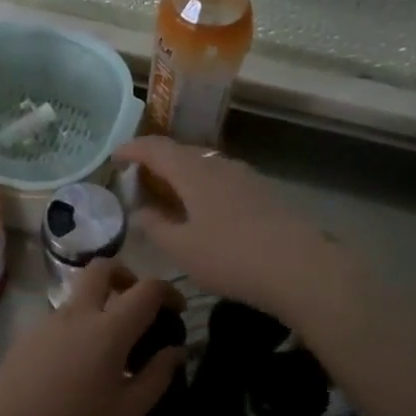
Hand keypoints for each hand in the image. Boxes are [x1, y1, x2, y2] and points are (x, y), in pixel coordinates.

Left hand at [0, 260, 185, 415]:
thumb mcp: (128, 412)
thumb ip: (157, 376)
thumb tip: (176, 350)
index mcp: (108, 330)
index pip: (146, 290)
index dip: (167, 291)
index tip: (176, 309)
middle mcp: (75, 315)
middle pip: (101, 269)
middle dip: (125, 275)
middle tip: (136, 303)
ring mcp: (45, 324)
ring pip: (76, 295)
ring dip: (97, 304)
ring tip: (106, 347)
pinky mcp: (24, 340)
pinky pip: (56, 321)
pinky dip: (74, 328)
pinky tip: (74, 366)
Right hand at [114, 136, 349, 321]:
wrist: (300, 267)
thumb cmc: (231, 257)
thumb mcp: (182, 249)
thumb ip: (155, 227)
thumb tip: (140, 212)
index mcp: (193, 172)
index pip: (156, 148)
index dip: (132, 149)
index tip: (114, 157)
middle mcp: (219, 165)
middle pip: (181, 153)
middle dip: (156, 162)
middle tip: (138, 179)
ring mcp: (245, 177)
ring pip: (204, 166)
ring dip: (182, 174)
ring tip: (168, 195)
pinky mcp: (263, 193)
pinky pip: (222, 179)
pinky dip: (202, 187)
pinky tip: (203, 210)